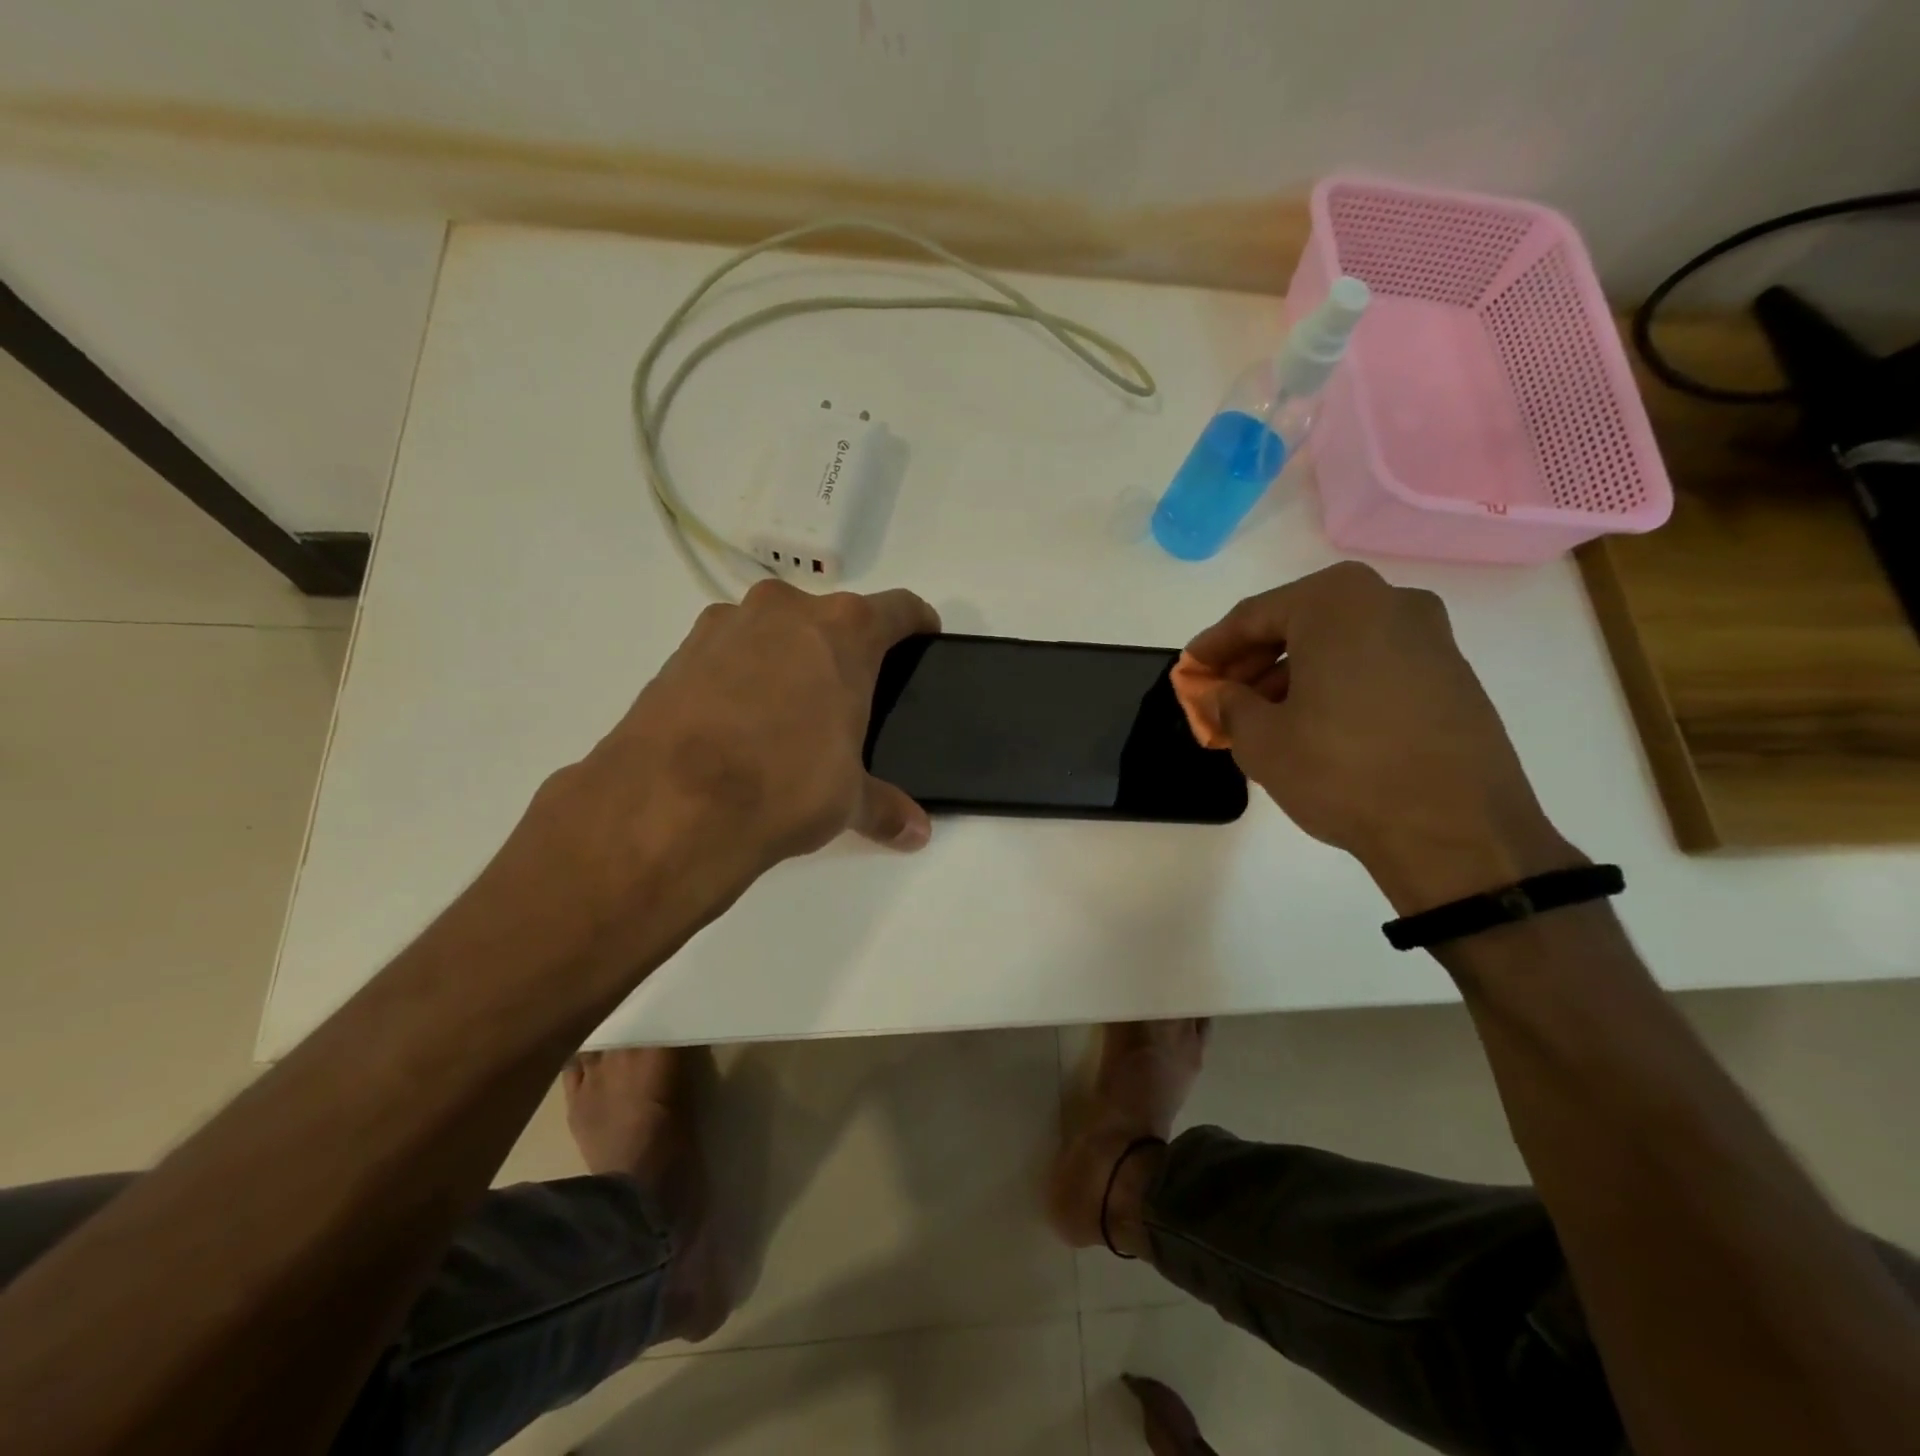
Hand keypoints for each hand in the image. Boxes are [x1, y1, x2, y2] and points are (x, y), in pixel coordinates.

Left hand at [540, 580, 939, 907]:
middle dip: (841, 649)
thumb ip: (885, 807)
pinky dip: (739, 674)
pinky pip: (727, 652)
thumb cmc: (784, 785)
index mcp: (844, 632)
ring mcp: (726, 625)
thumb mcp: (846, 800)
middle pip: (830, 617)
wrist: (670, 802)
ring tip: (784, 714)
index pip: (899, 608)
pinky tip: (735, 722)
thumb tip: (917, 832)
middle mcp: (786, 611)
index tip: (922, 639)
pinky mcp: (680, 650)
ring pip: (773, 630)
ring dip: (786, 657)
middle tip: (845, 697)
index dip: (917, 623)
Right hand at [1186, 562, 1575, 912]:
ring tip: (1262, 717)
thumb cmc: (1343, 770)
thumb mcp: (1261, 740)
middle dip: (1253, 661)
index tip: (1189, 672)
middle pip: (1299, 623)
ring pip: (1337, 643)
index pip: (1253, 616)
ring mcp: (1429, 636)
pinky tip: (1312, 722)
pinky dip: (1334, 683)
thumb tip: (1217, 693)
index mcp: (1336, 602)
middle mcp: (1388, 602)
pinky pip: (1373, 663)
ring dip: (1292, 673)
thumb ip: (1228, 704)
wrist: (1457, 830)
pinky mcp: (1452, 674)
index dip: (1213, 648)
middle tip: (1222, 697)